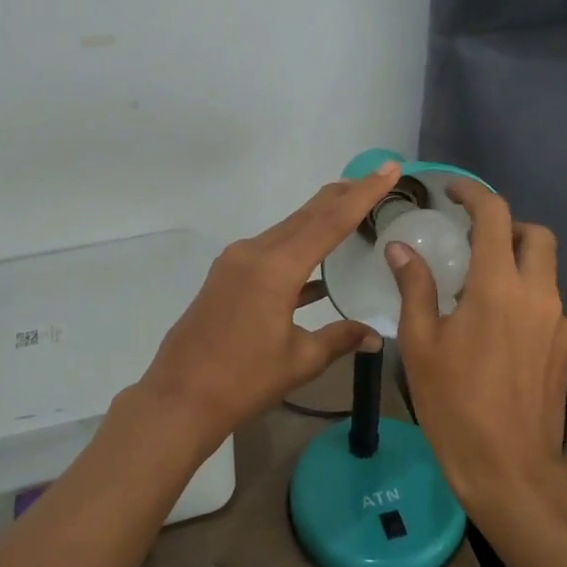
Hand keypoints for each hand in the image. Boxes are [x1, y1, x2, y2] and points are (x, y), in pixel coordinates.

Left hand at [133, 161, 402, 448]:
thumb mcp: (300, 361)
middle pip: (306, 215)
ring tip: (352, 209)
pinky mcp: (226, 277)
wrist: (179, 398)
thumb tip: (374, 336)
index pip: (330, 222)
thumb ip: (339, 339)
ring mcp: (235, 263)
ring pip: (287, 230)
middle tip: (375, 177)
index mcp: (275, 268)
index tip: (387, 168)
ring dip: (319, 219)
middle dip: (342, 195)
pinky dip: (297, 250)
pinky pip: (271, 251)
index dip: (363, 194)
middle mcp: (254, 253)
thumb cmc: (242, 381)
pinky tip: (318, 267)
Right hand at [387, 181, 566, 522]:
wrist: (511, 469)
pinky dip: (522, 293)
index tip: (452, 191)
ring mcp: (558, 322)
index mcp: (499, 287)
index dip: (474, 194)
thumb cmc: (455, 404)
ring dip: (515, 260)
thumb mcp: (420, 343)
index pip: (495, 216)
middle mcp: (538, 295)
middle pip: (536, 235)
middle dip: (506, 225)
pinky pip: (546, 301)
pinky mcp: (564, 347)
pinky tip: (493, 325)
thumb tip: (400, 248)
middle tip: (470, 238)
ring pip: (545, 269)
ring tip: (475, 285)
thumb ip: (415, 287)